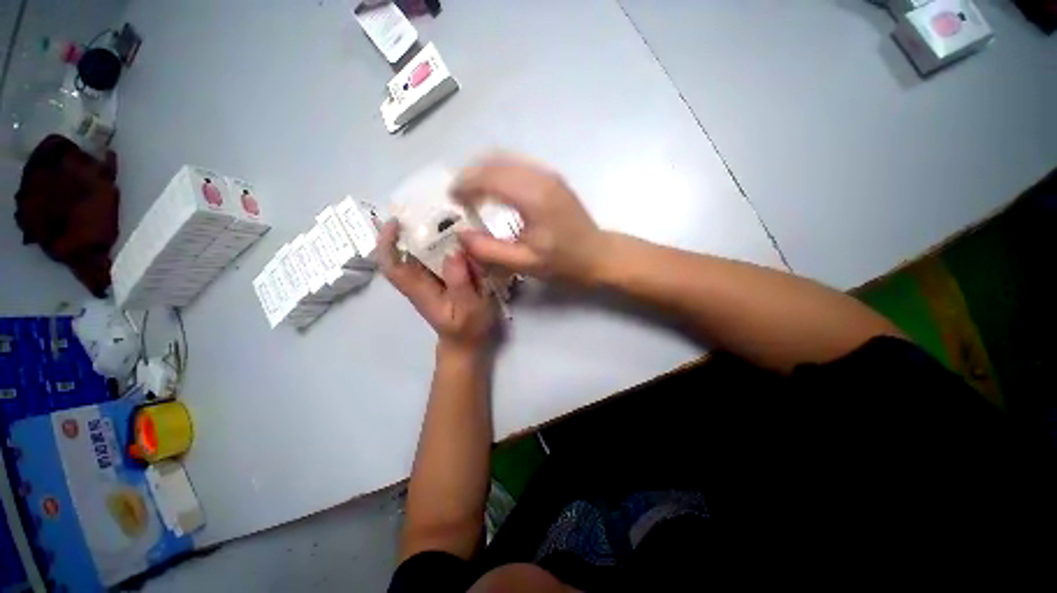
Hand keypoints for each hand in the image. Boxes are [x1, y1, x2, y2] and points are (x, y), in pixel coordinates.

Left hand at [378, 220, 495, 352]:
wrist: (467, 343)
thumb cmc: (467, 329)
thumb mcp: (468, 308)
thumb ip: (460, 282)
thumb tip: (454, 250)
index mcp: (419, 290)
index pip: (391, 265)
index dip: (386, 242)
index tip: (395, 221)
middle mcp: (420, 281)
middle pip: (405, 251)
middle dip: (413, 228)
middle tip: (434, 209)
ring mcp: (431, 280)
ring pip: (423, 251)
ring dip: (431, 233)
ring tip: (451, 217)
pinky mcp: (443, 279)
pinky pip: (439, 256)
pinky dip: (446, 243)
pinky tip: (462, 236)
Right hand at [452, 154, 607, 285]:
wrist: (599, 255)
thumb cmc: (564, 263)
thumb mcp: (524, 263)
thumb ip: (489, 250)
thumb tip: (460, 234)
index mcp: (532, 197)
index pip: (488, 177)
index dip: (465, 184)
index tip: (452, 199)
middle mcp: (540, 177)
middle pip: (494, 162)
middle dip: (471, 176)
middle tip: (459, 197)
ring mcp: (548, 175)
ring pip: (506, 160)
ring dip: (484, 173)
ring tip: (473, 195)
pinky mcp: (552, 179)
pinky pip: (518, 166)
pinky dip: (499, 174)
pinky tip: (495, 192)